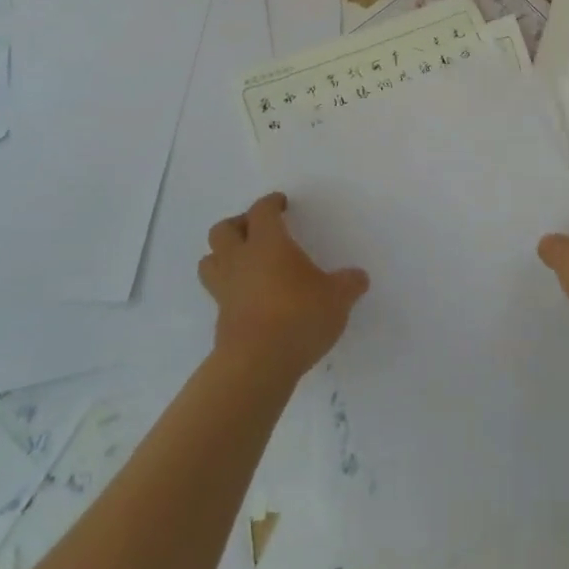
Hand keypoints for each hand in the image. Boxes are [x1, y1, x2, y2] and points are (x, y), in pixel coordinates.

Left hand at [198, 193, 368, 378]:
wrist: (257, 365)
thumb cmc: (299, 316)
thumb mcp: (337, 298)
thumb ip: (348, 284)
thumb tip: (358, 277)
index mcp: (268, 243)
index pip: (261, 211)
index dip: (270, 203)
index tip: (281, 203)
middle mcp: (240, 260)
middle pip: (223, 230)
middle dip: (238, 225)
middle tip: (257, 231)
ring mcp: (225, 291)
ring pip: (209, 261)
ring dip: (223, 256)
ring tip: (244, 262)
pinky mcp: (220, 319)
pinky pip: (218, 293)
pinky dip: (230, 289)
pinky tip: (250, 298)